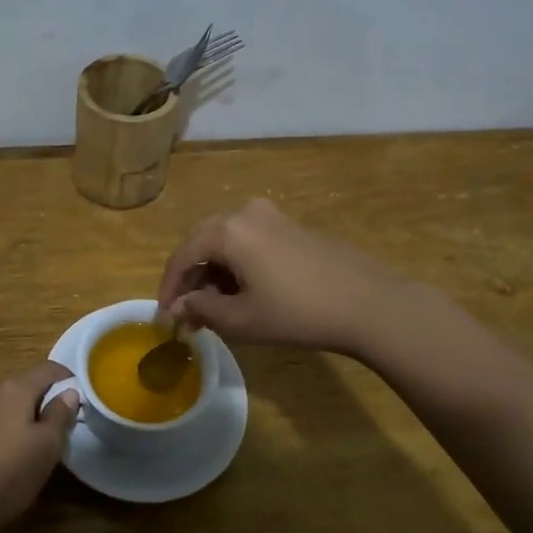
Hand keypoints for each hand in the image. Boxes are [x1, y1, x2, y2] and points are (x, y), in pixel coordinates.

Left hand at [0, 361, 77, 532]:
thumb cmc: (9, 471)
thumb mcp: (47, 446)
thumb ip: (60, 414)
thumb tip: (70, 392)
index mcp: (16, 387)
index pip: (49, 368)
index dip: (70, 379)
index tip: (86, 399)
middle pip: (30, 384)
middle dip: (51, 399)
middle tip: (69, 425)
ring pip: (14, 405)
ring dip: (32, 416)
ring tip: (47, 443)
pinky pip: (0, 421)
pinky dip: (15, 430)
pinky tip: (18, 456)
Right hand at [156, 199, 411, 355]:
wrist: (368, 304)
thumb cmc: (297, 313)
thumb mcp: (241, 319)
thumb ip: (202, 309)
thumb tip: (180, 306)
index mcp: (227, 230)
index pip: (183, 255)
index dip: (169, 287)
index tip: (164, 317)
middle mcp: (245, 212)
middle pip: (203, 243)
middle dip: (191, 279)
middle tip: (187, 314)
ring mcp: (272, 216)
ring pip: (226, 242)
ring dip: (214, 273)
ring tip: (214, 308)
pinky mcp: (291, 227)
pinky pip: (249, 242)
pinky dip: (237, 265)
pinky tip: (243, 292)